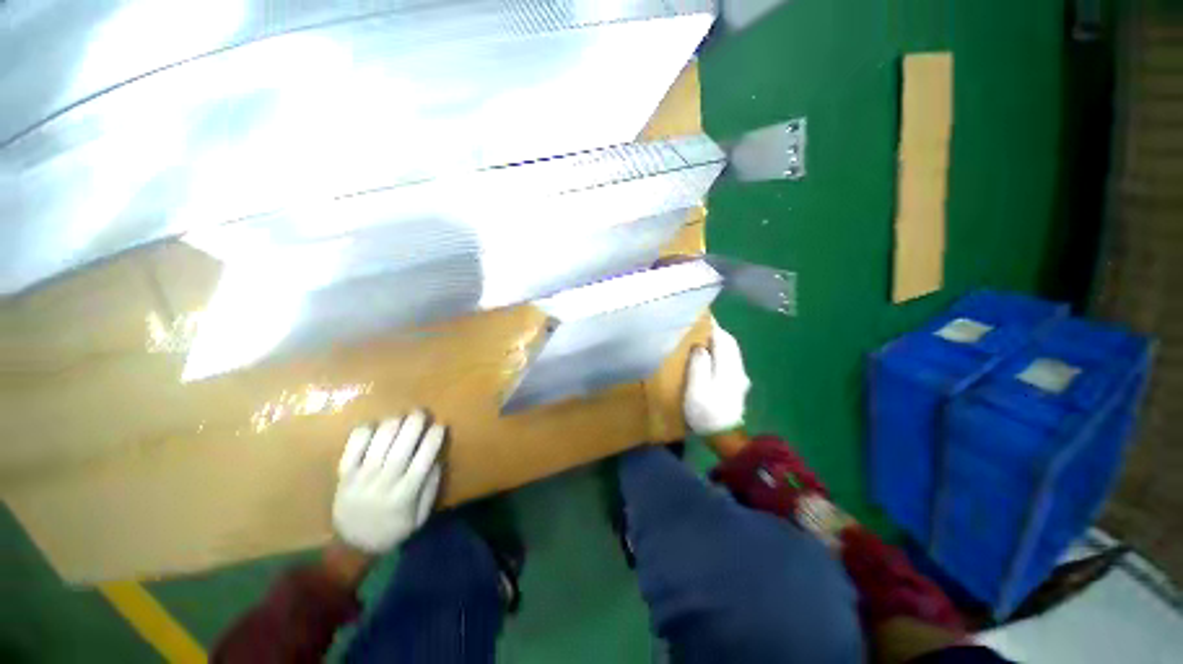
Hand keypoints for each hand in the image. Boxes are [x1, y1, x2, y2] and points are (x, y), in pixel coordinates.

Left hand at [333, 411, 445, 554]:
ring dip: (392, 425)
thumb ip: (430, 487)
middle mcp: (383, 484)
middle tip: (421, 411)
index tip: (440, 425)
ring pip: (378, 444)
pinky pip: (352, 448)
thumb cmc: (394, 528)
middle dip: (414, 425)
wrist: (353, 545)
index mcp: (404, 496)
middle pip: (401, 448)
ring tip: (401, 416)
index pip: (423, 460)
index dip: (433, 439)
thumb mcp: (420, 516)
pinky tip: (374, 425)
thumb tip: (437, 458)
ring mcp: (360, 479)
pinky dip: (363, 432)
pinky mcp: (344, 475)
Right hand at [684, 320, 751, 435]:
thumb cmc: (706, 412)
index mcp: (727, 366)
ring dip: (719, 341)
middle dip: (716, 331)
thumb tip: (700, 346)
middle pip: (729, 343)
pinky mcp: (737, 384)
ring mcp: (739, 377)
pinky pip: (729, 359)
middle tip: (700, 324)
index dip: (712, 326)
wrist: (724, 436)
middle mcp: (737, 368)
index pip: (722, 339)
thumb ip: (699, 364)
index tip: (702, 315)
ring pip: (731, 351)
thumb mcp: (697, 389)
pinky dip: (721, 351)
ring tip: (703, 336)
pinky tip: (712, 355)